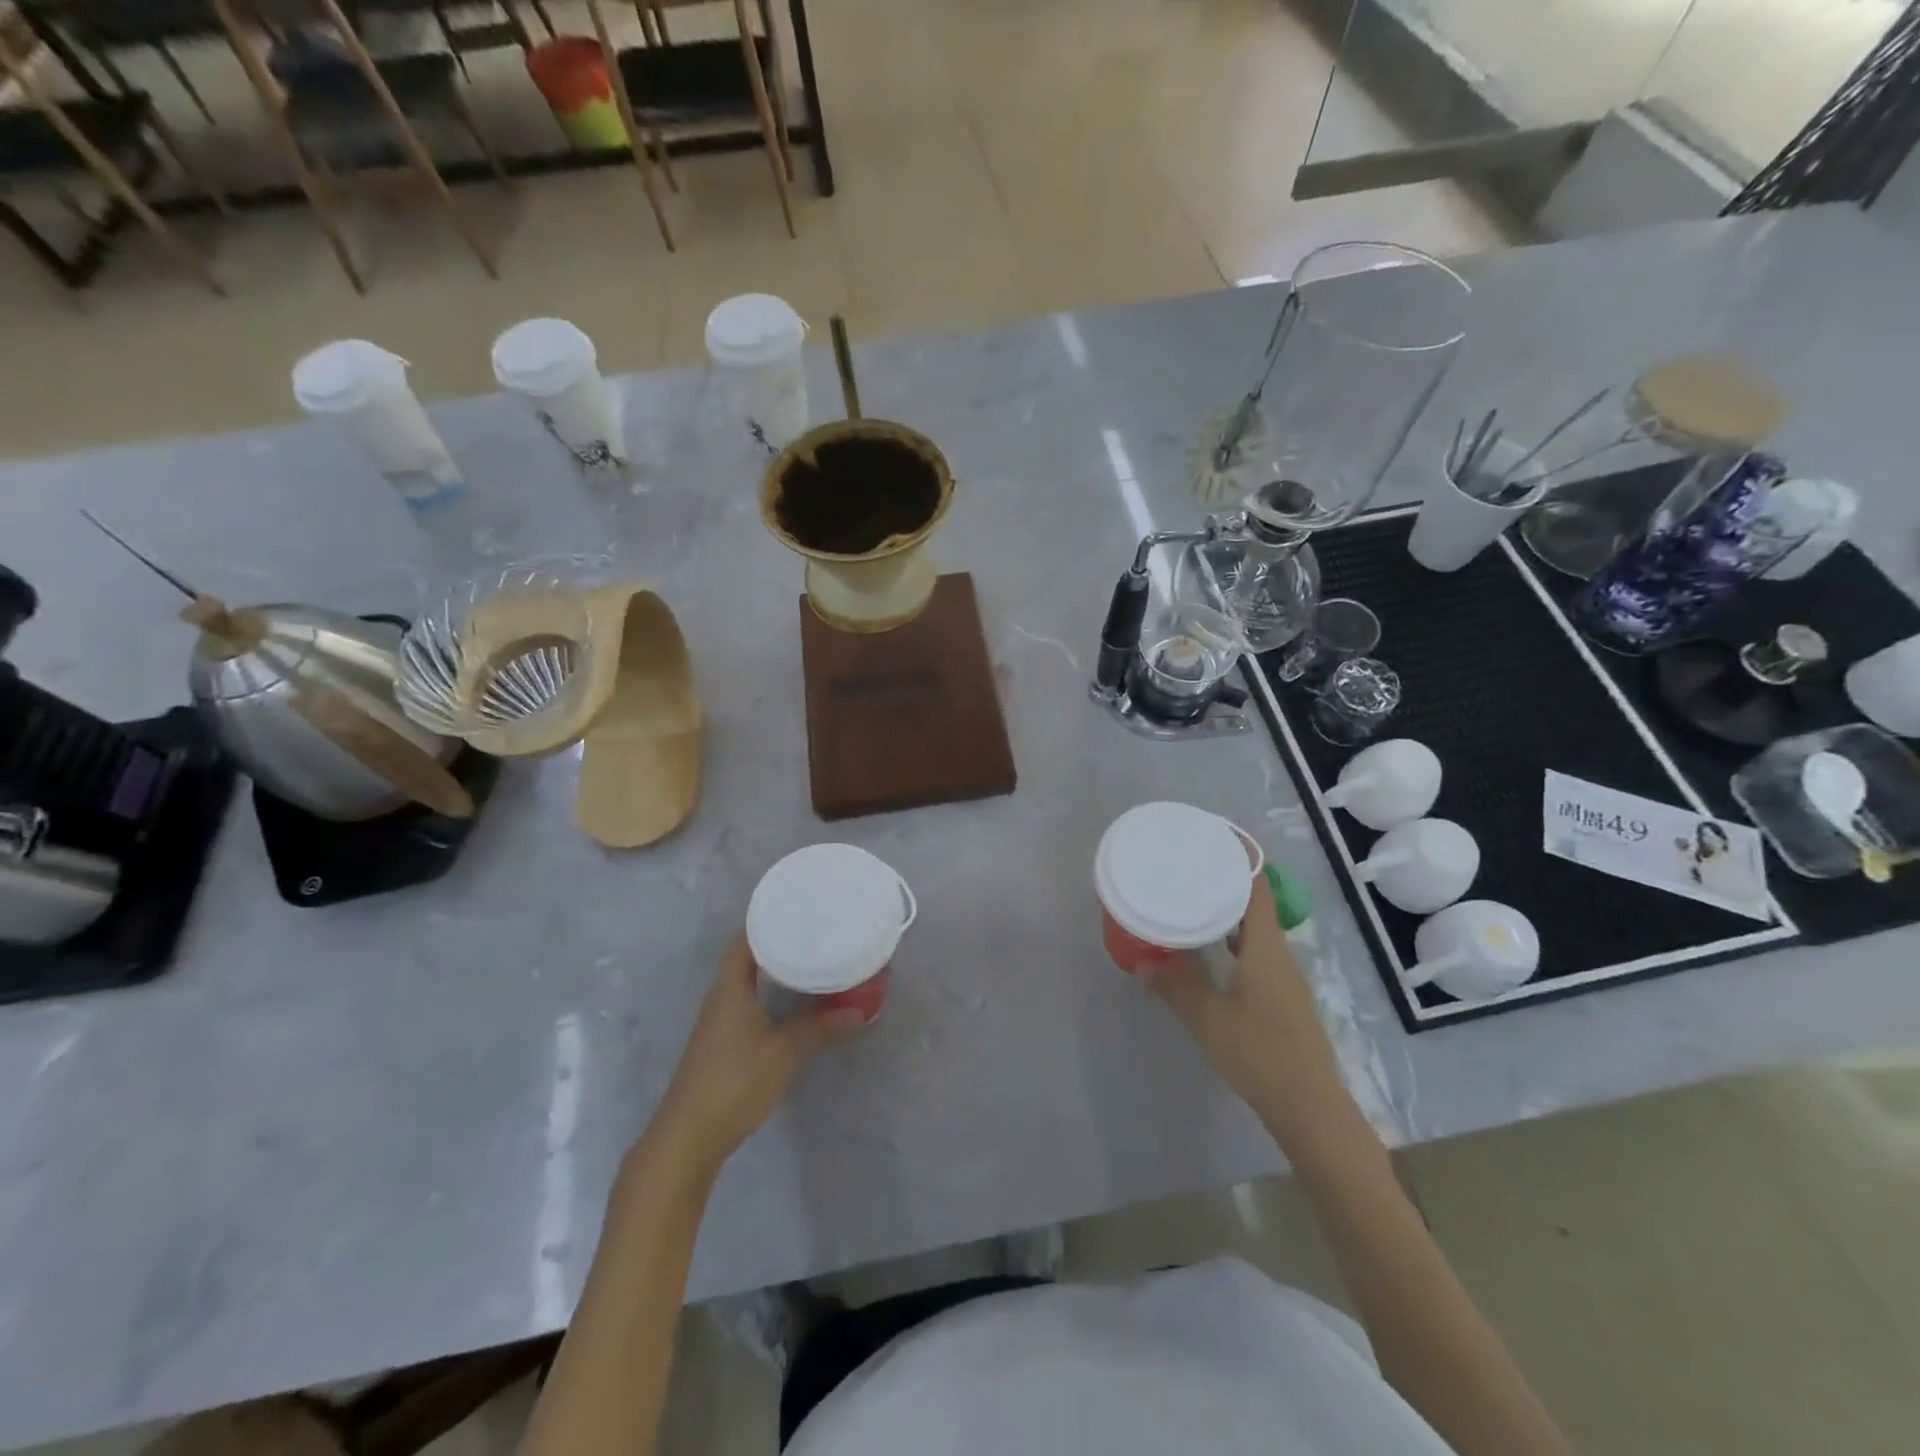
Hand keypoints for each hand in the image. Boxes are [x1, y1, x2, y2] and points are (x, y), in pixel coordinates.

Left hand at [650, 935, 862, 1174]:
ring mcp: (718, 1022)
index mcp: (730, 987)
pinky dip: (770, 994)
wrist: (689, 1137)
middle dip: (778, 942)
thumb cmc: (735, 1082)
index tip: (797, 907)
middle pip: (747, 957)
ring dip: (775, 970)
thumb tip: (859, 1011)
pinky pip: (749, 1003)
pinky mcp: (722, 1044)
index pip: (745, 939)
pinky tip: (792, 1003)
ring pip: (749, 982)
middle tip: (814, 932)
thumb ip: (820, 1028)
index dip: (767, 919)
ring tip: (811, 961)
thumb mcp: (784, 1053)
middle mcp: (721, 997)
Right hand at [1142, 877, 1339, 1118]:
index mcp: (1266, 949)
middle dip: (1225, 885)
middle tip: (1188, 872)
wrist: (1311, 1109)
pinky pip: (1255, 956)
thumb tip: (1142, 962)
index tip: (1214, 840)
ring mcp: (1284, 980)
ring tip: (1191, 907)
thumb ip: (1174, 986)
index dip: (1241, 860)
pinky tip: (1209, 956)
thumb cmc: (1261, 1054)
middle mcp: (1279, 956)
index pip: (1258, 889)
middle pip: (1256, 907)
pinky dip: (1232, 944)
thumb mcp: (1208, 1018)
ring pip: (1255, 934)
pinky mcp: (1282, 1001)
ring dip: (1228, 917)